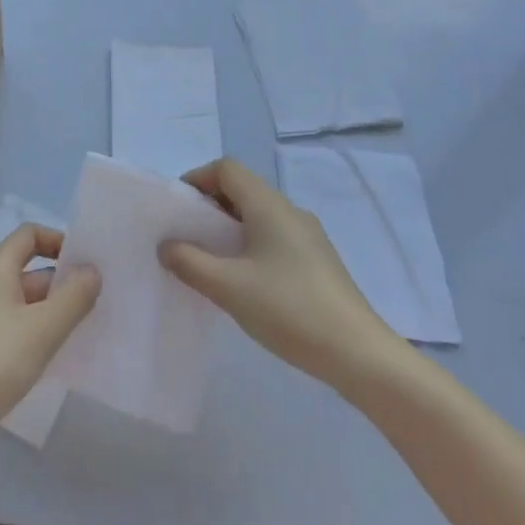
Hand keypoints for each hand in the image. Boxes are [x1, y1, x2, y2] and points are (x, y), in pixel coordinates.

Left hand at [0, 224, 99, 438]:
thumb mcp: (44, 327)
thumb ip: (74, 296)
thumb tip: (92, 271)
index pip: (29, 234)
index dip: (59, 241)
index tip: (87, 264)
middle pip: (29, 268)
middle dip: (62, 281)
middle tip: (96, 303)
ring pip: (23, 300)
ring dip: (52, 309)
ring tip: (83, 330)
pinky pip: (14, 324)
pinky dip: (36, 330)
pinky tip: (54, 354)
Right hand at [160, 158, 405, 394]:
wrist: (359, 355)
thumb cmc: (289, 309)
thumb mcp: (227, 286)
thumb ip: (189, 262)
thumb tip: (166, 245)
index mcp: (269, 205)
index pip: (227, 169)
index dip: (197, 179)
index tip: (178, 209)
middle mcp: (290, 211)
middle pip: (243, 189)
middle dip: (210, 206)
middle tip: (187, 236)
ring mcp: (309, 237)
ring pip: (259, 215)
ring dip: (229, 228)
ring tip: (210, 260)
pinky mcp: (318, 262)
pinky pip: (275, 237)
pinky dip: (250, 245)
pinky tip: (244, 282)